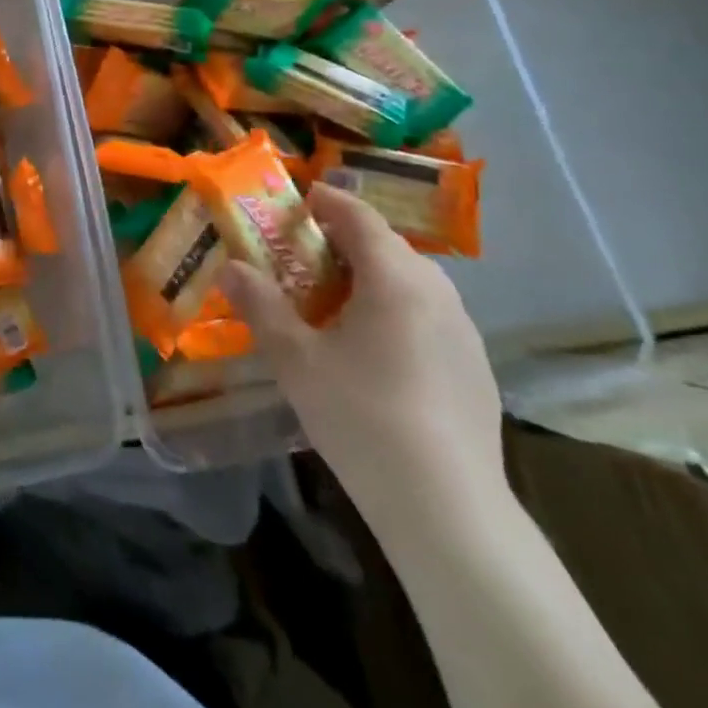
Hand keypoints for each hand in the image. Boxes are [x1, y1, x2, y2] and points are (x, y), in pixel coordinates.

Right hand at [221, 184, 504, 511]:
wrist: (448, 508)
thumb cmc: (362, 417)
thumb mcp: (296, 360)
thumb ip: (261, 305)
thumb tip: (231, 267)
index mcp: (394, 278)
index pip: (361, 217)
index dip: (330, 201)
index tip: (303, 198)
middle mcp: (437, 291)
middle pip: (388, 246)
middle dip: (347, 239)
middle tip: (308, 251)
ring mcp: (463, 330)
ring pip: (413, 280)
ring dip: (375, 273)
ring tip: (339, 297)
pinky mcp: (475, 366)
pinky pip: (430, 313)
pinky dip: (399, 307)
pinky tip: (379, 347)